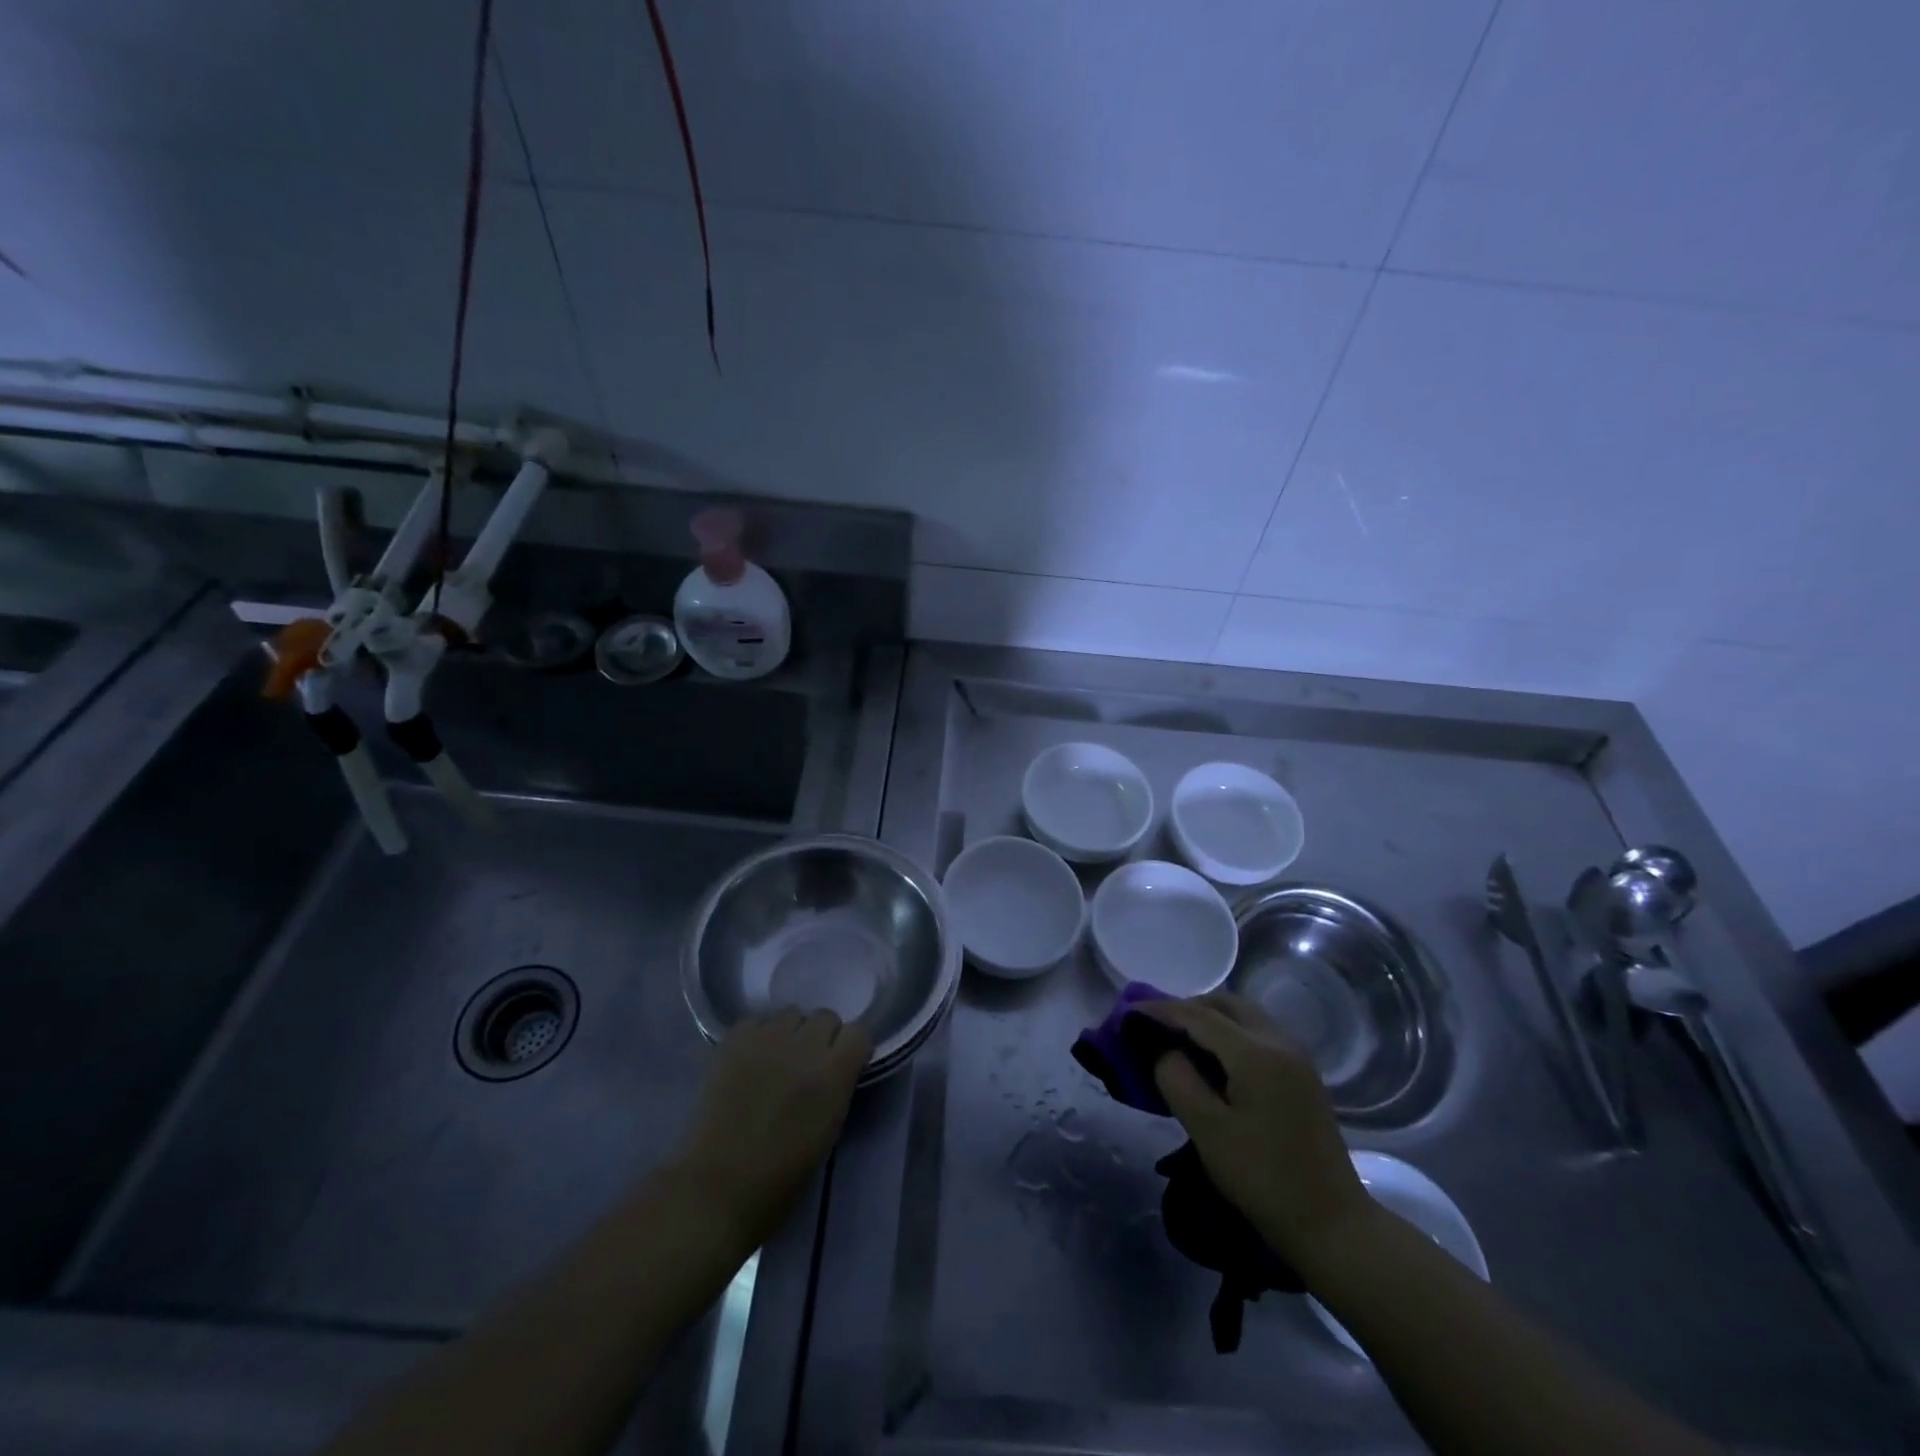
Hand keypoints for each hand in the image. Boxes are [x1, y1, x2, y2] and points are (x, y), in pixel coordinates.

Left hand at [675, 1011, 870, 1248]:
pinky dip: (757, 1035)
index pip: (858, 1032)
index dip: (851, 1048)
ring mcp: (766, 1039)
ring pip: (790, 1013)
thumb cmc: (781, 1178)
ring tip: (776, 1058)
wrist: (718, 1187)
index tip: (843, 1064)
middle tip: (808, 1063)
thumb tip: (835, 1069)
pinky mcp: (733, 1041)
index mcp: (833, 1074)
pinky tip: (750, 1058)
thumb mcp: (828, 1131)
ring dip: (790, 1032)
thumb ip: (837, 1088)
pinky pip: (755, 1021)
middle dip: (822, 1036)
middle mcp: (804, 1046)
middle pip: (825, 1016)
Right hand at [1141, 993, 1371, 1265]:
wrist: (1334, 1225)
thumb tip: (1163, 1051)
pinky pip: (1258, 1033)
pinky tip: (1213, 1058)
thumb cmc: (1264, 1179)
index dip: (1160, 1010)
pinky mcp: (1303, 1074)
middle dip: (1187, 1008)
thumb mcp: (1208, 1131)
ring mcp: (1296, 1056)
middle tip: (1155, 1026)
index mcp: (1256, 1053)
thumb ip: (1177, 1080)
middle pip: (1225, 1004)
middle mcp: (1279, 1042)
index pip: (1198, 1015)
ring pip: (1244, 1015)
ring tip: (1179, 1040)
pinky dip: (1229, 1032)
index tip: (1128, 1012)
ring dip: (1210, 1017)